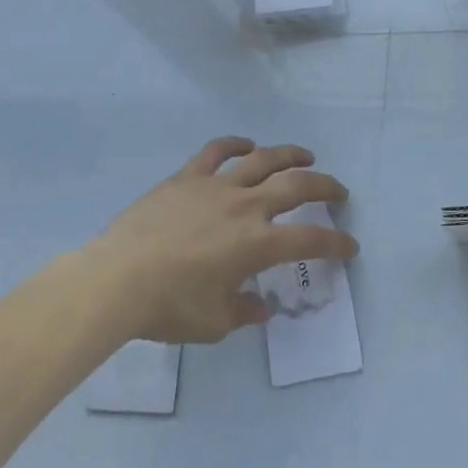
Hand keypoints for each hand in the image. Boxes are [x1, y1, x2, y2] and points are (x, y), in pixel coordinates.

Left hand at [96, 137, 357, 343]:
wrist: (117, 279)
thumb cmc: (168, 307)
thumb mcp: (213, 324)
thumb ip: (243, 312)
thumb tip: (260, 306)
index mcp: (257, 244)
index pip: (309, 239)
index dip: (335, 242)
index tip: (350, 246)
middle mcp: (246, 207)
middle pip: (296, 186)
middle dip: (324, 186)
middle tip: (338, 190)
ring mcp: (217, 186)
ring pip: (263, 160)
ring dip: (290, 155)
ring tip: (305, 156)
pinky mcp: (188, 177)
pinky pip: (216, 151)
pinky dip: (235, 144)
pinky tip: (246, 144)